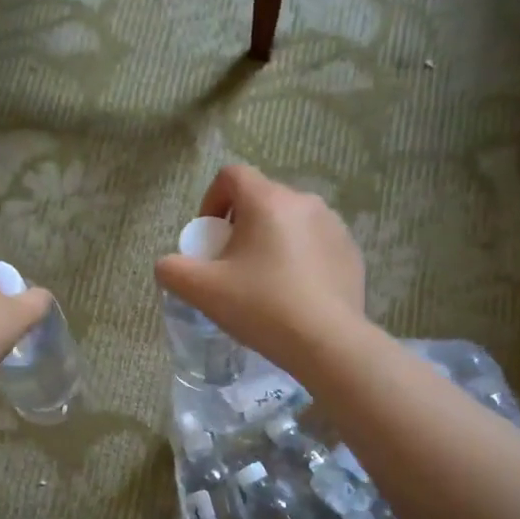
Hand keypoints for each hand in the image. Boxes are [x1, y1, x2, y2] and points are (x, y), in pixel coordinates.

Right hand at [154, 165, 367, 371]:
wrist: (327, 343)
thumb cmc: (261, 307)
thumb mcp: (202, 291)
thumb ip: (173, 270)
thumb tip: (168, 265)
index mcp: (267, 201)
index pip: (232, 175)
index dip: (211, 200)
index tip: (209, 237)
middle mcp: (304, 202)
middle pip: (261, 199)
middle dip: (240, 225)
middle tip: (231, 265)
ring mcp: (334, 226)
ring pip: (290, 221)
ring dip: (271, 240)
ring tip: (263, 281)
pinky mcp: (351, 252)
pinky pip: (315, 243)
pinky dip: (298, 258)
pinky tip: (293, 293)